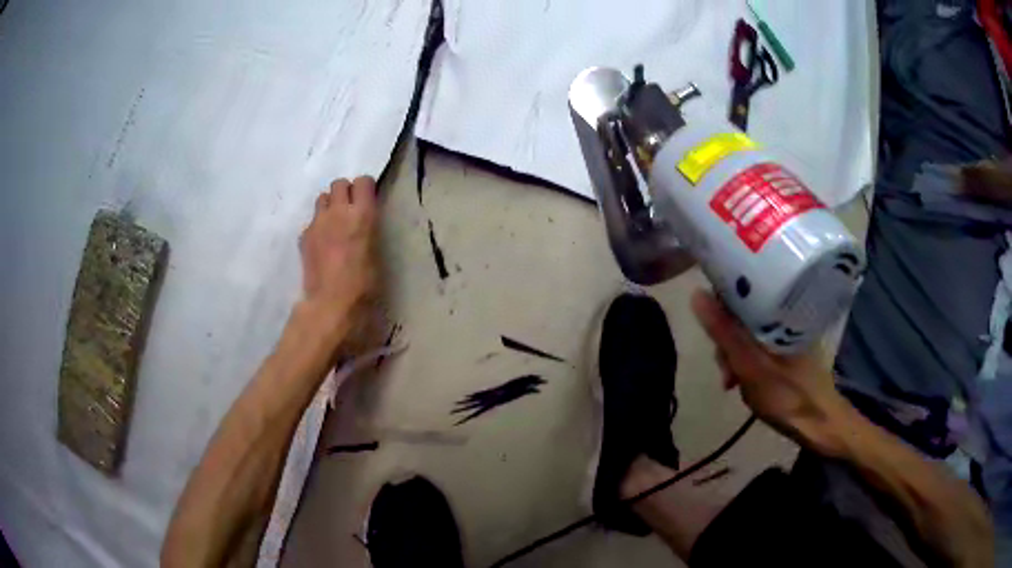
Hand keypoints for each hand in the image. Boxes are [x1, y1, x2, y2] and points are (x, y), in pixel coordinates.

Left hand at [298, 177, 377, 330]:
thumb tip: (362, 224)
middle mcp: (338, 211)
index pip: (363, 181)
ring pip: (322, 198)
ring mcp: (317, 222)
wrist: (331, 301)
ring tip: (333, 223)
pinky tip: (321, 245)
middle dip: (345, 192)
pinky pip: (312, 221)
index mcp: (362, 214)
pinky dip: (318, 226)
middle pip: (339, 184)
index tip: (367, 199)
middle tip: (349, 210)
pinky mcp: (304, 235)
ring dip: (329, 205)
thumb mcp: (376, 251)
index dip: (365, 188)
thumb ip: (368, 229)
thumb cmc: (363, 283)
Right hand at [691, 290, 849, 454]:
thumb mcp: (749, 365)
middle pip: (743, 312)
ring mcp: (786, 332)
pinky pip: (757, 344)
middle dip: (726, 339)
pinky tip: (740, 380)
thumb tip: (696, 293)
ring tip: (731, 381)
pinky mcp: (787, 349)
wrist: (816, 423)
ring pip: (748, 331)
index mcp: (780, 309)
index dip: (721, 304)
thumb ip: (724, 331)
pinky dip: (744, 359)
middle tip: (724, 370)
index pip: (743, 288)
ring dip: (733, 353)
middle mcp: (784, 314)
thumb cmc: (785, 395)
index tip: (710, 330)